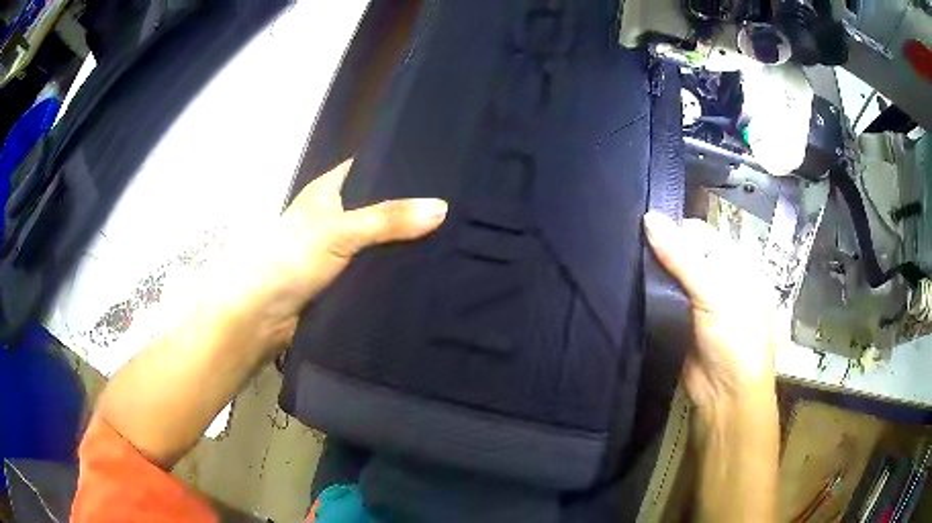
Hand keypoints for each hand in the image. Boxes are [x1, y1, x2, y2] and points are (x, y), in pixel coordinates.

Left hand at [219, 159, 447, 351]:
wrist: (261, 316)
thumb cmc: (291, 259)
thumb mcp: (340, 231)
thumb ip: (388, 219)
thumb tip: (443, 208)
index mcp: (329, 189)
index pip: (372, 167)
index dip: (403, 166)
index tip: (442, 171)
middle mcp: (335, 213)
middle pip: (379, 204)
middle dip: (411, 207)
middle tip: (457, 206)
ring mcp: (339, 247)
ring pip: (380, 238)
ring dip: (405, 241)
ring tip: (454, 234)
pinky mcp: (343, 277)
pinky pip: (376, 266)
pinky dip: (395, 267)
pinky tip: (428, 266)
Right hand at [643, 212, 777, 416]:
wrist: (724, 395)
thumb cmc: (735, 339)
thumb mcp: (715, 294)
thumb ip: (682, 257)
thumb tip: (649, 218)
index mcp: (733, 263)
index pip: (699, 233)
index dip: (674, 229)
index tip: (642, 228)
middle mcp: (714, 278)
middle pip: (681, 253)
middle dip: (658, 249)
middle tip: (627, 245)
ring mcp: (694, 301)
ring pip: (667, 276)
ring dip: (649, 272)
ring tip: (620, 262)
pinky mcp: (676, 322)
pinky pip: (658, 300)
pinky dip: (645, 294)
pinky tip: (626, 286)